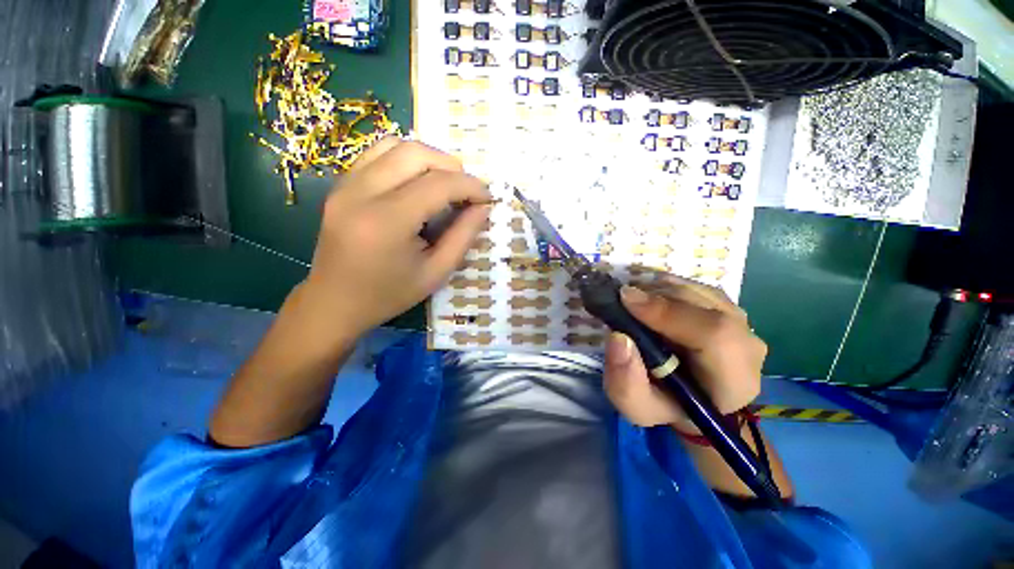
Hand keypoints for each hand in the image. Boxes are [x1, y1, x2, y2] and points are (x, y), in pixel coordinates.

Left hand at [302, 137, 490, 341]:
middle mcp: (361, 193)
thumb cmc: (389, 294)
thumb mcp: (436, 273)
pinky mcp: (340, 185)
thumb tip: (483, 207)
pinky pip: (377, 154)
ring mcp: (345, 185)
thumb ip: (463, 236)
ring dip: (429, 159)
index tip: (486, 198)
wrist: (334, 301)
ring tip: (445, 184)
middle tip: (467, 191)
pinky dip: (405, 160)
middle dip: (451, 167)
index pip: (438, 184)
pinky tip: (417, 183)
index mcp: (387, 222)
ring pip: (395, 145)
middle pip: (416, 154)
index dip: (470, 186)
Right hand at [603, 275, 766, 432]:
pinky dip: (665, 286)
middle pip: (705, 305)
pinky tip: (647, 298)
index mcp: (734, 380)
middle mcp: (747, 345)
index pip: (715, 335)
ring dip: (658, 290)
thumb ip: (626, 381)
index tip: (627, 301)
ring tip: (632, 302)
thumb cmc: (665, 405)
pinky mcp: (726, 307)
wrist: (690, 398)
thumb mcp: (637, 406)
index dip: (669, 312)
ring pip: (697, 291)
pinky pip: (694, 286)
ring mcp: (740, 321)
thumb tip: (618, 337)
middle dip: (657, 296)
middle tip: (621, 299)